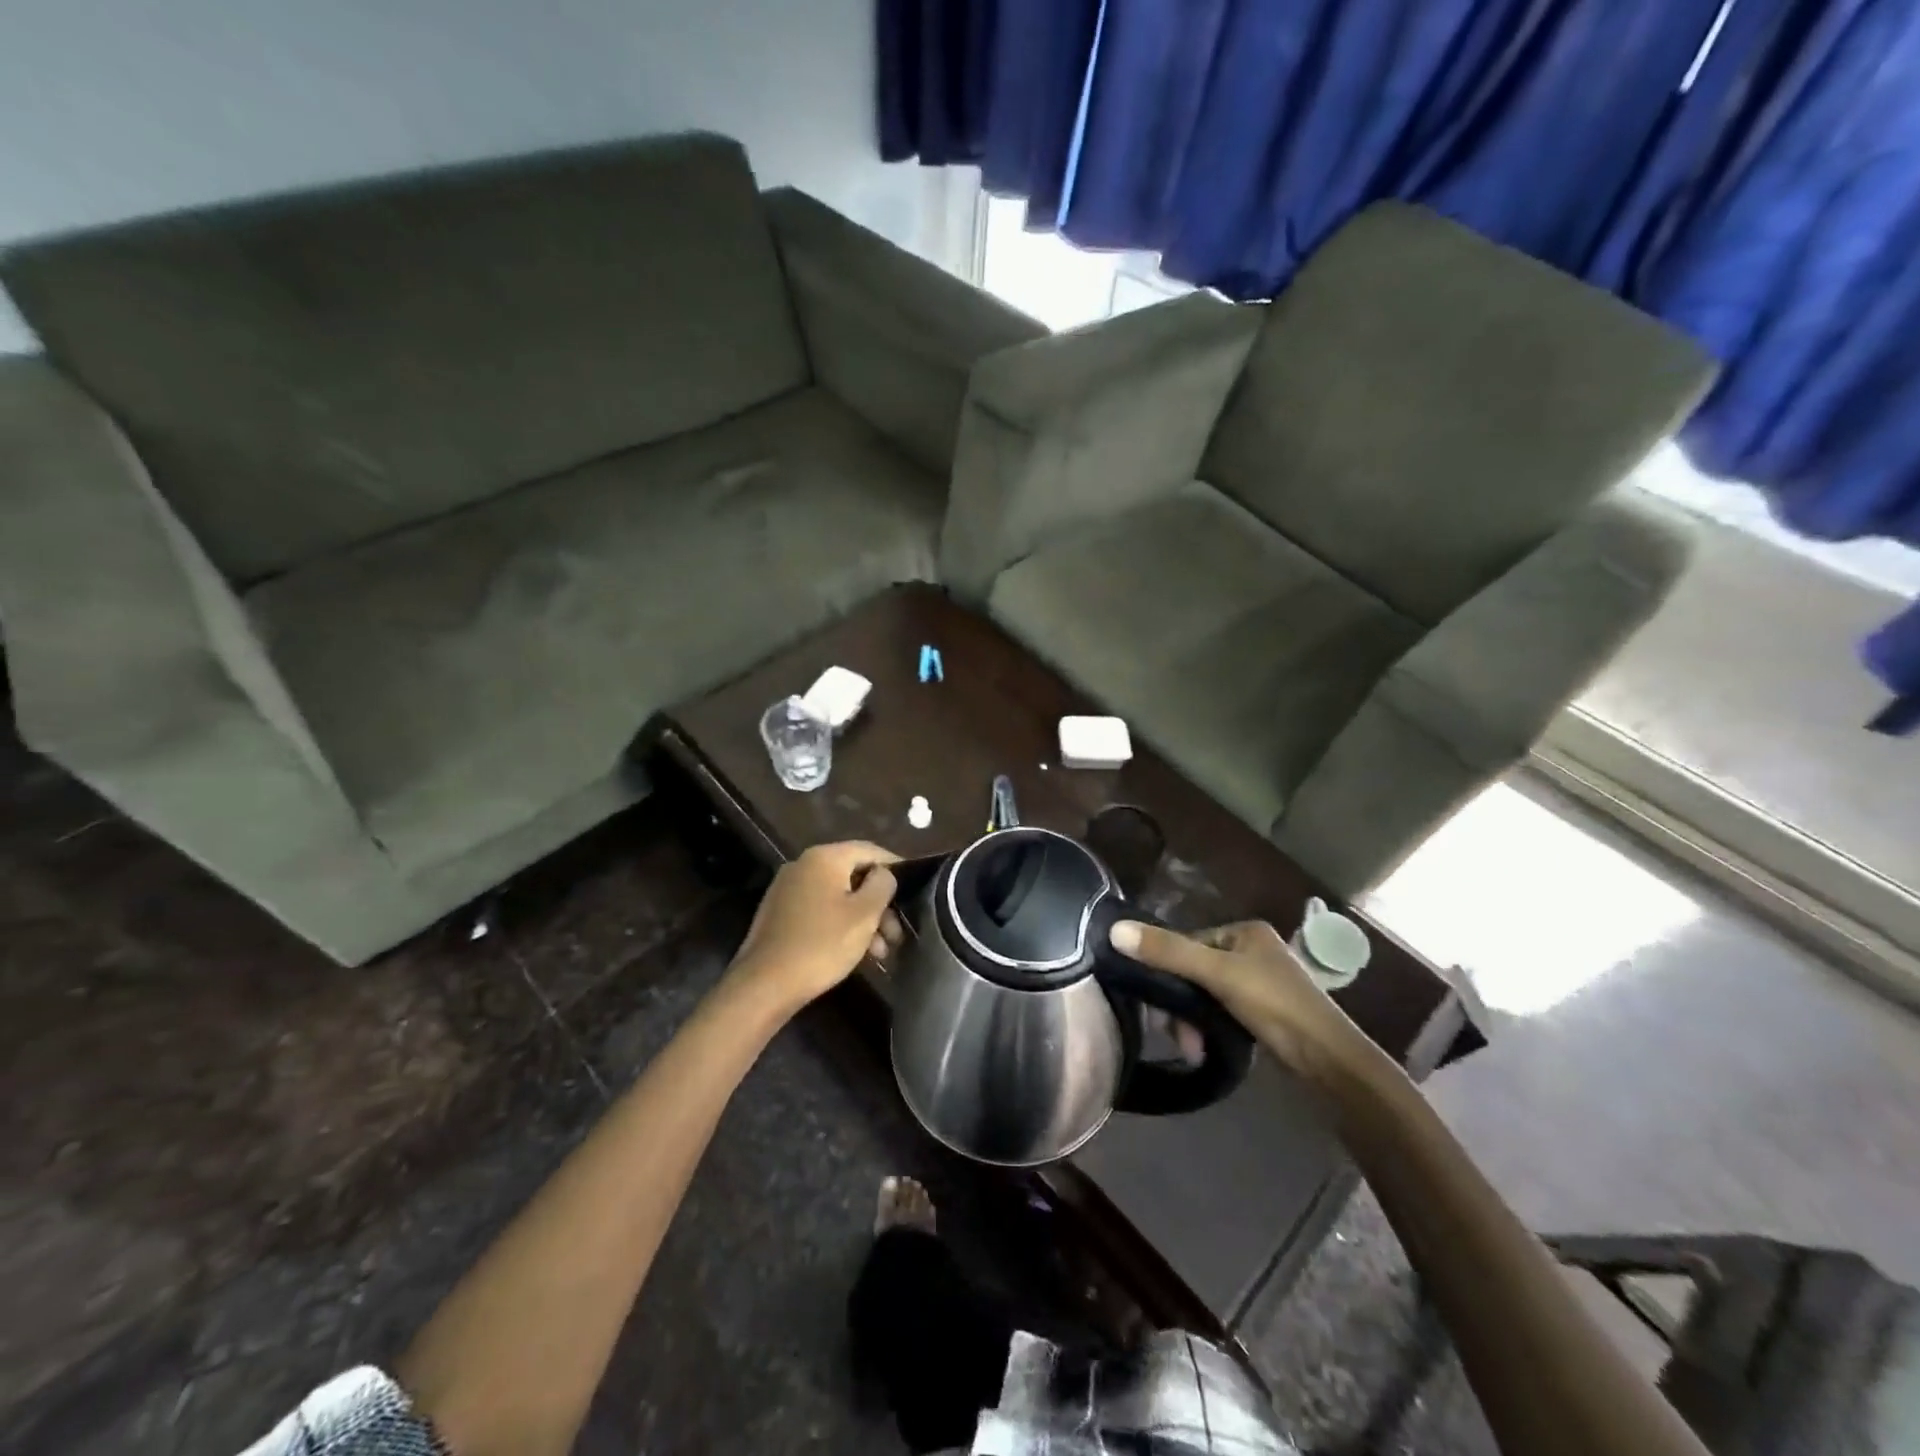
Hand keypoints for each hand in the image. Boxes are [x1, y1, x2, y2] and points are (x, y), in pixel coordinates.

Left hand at [731, 842, 904, 1010]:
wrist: (764, 985)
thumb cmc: (822, 945)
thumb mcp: (864, 914)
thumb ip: (882, 885)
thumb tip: (884, 873)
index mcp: (824, 857)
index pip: (870, 850)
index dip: (895, 867)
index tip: (915, 890)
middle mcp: (803, 865)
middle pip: (854, 875)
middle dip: (879, 904)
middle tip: (896, 934)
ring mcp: (788, 889)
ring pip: (838, 896)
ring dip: (863, 919)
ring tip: (880, 952)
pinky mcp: (780, 913)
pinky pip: (820, 910)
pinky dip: (841, 925)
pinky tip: (855, 952)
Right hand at [1110, 919, 1365, 1077]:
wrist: (1329, 1060)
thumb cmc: (1274, 1004)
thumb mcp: (1217, 974)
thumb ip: (1168, 952)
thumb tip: (1114, 930)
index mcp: (1244, 931)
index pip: (1188, 942)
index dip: (1168, 971)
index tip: (1157, 1005)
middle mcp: (1252, 950)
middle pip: (1195, 971)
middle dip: (1181, 1004)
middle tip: (1177, 1034)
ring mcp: (1259, 982)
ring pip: (1206, 995)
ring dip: (1193, 1021)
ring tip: (1192, 1048)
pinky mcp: (1263, 1012)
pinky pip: (1220, 1012)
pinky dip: (1209, 1029)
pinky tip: (1203, 1048)